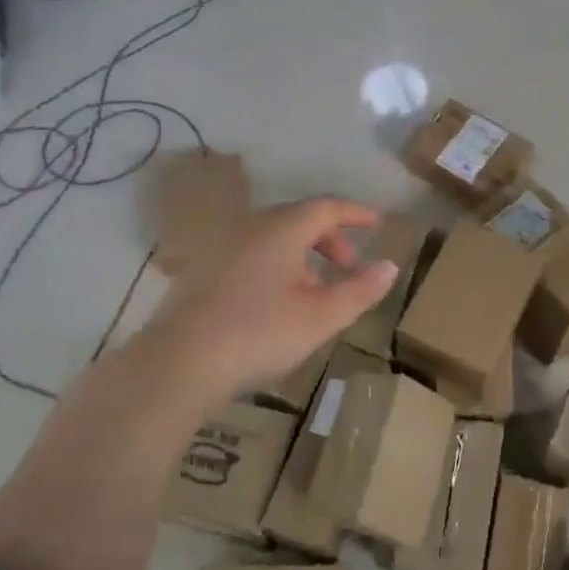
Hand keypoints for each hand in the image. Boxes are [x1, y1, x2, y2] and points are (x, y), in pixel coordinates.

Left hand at [143, 197, 397, 399]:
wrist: (178, 362)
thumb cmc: (258, 334)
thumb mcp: (320, 317)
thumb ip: (359, 290)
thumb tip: (389, 266)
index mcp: (282, 229)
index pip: (327, 207)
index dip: (355, 213)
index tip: (377, 222)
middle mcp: (251, 227)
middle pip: (299, 218)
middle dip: (329, 237)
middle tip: (348, 264)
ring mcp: (223, 247)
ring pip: (274, 237)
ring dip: (303, 254)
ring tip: (316, 288)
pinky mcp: (203, 270)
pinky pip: (252, 252)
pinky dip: (276, 264)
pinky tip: (276, 300)